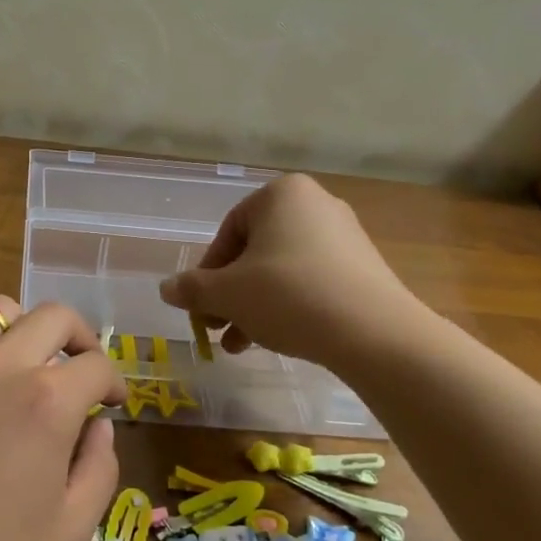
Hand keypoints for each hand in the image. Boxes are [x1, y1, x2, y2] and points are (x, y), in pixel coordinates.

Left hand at [0, 296, 124, 540]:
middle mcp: (0, 364)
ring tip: (21, 366)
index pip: (97, 365)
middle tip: (79, 369)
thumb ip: (99, 470)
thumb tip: (99, 427)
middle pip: (54, 317)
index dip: (114, 381)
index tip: (111, 402)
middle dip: (80, 337)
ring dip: (22, 333)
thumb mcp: (68, 534)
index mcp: (47, 401)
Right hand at [159, 174, 422, 370]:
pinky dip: (289, 306)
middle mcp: (316, 205)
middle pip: (255, 252)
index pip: (229, 231)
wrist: (374, 332)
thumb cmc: (288, 295)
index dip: (208, 273)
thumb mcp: (227, 293)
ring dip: (254, 307)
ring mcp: (345, 236)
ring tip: (240, 346)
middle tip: (217, 328)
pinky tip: (277, 340)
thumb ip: (192, 288)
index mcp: (282, 194)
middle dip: (231, 294)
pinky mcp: (364, 268)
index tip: (201, 306)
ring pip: (282, 271)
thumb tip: (166, 289)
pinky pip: (312, 282)